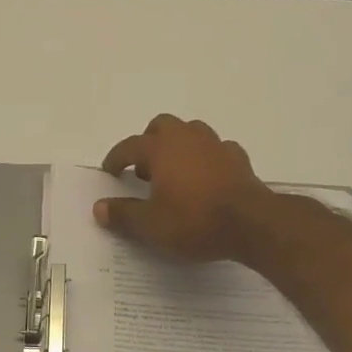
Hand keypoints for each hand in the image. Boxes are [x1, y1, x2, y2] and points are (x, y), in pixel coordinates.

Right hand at [96, 115, 273, 262]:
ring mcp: (216, 145)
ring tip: (174, 171)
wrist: (251, 224)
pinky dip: (207, 158)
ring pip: (191, 132)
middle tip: (144, 169)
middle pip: (162, 125)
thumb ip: (123, 214)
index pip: (130, 146)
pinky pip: (217, 150)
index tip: (110, 172)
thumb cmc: (194, 221)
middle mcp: (187, 138)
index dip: (116, 158)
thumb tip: (99, 207)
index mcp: (160, 149)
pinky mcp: (238, 159)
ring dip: (178, 145)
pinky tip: (206, 177)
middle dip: (148, 142)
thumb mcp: (150, 225)